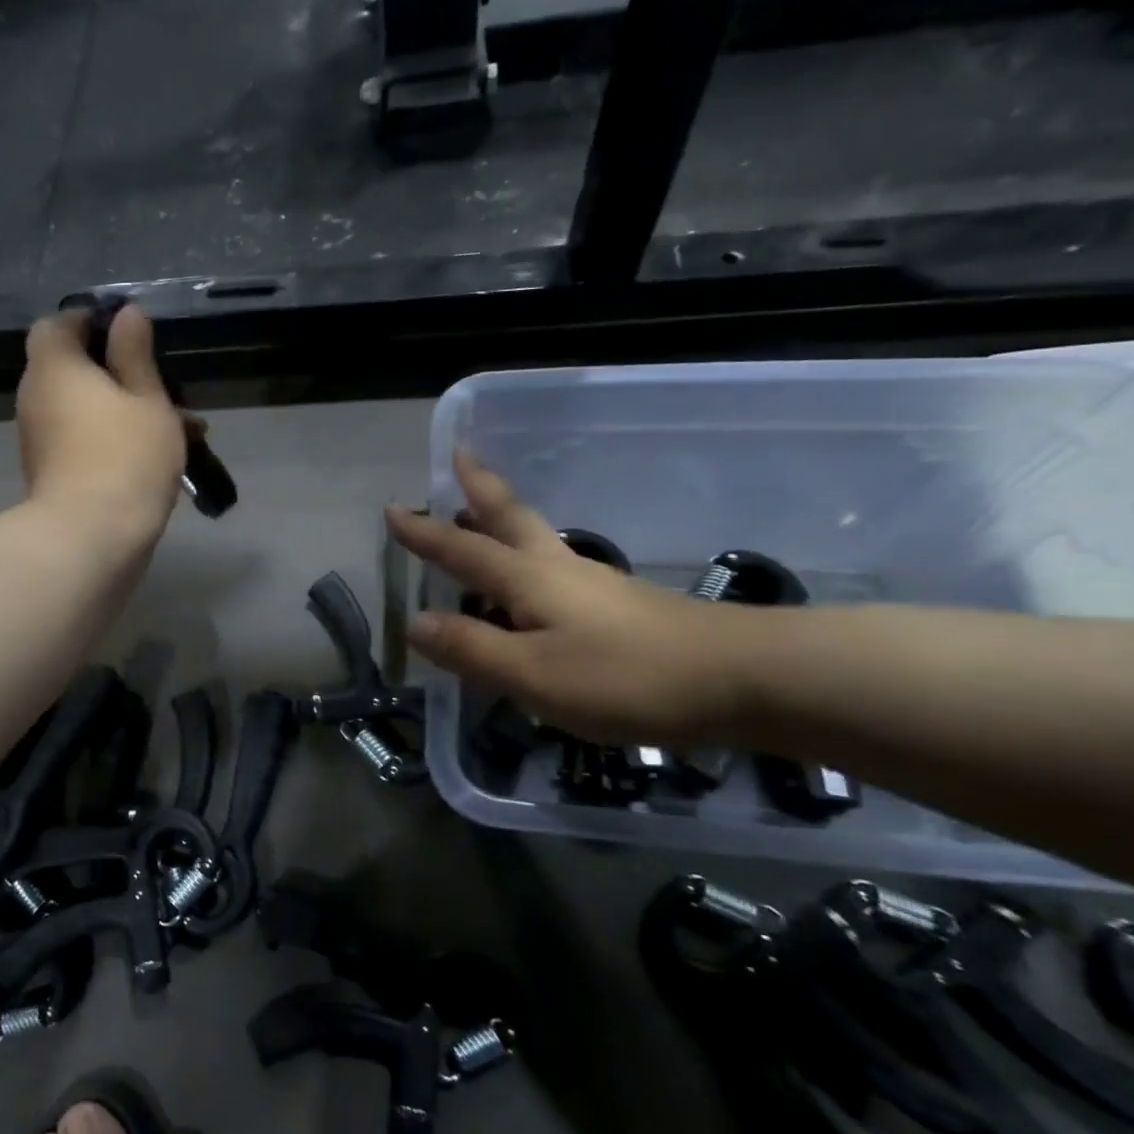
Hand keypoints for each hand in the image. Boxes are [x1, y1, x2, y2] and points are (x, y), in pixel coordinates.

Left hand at [17, 305, 188, 547]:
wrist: (91, 538)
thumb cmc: (125, 456)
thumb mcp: (146, 398)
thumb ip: (135, 354)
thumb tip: (126, 314)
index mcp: (55, 368)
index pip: (56, 325)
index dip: (90, 322)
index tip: (129, 333)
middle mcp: (37, 398)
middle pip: (73, 369)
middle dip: (120, 373)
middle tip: (166, 386)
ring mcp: (41, 440)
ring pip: (85, 409)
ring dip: (126, 410)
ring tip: (183, 426)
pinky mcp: (52, 473)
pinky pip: (84, 440)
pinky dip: (114, 439)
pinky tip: (161, 456)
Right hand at [386, 452, 755, 745]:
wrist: (740, 678)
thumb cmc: (623, 676)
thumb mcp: (532, 673)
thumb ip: (471, 648)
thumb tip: (415, 622)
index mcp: (527, 579)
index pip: (461, 549)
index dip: (424, 533)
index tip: (393, 509)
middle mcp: (555, 568)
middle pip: (509, 517)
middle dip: (478, 488)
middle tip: (459, 456)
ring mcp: (591, 583)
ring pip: (533, 538)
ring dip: (499, 517)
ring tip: (476, 512)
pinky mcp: (617, 605)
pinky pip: (553, 567)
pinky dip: (526, 555)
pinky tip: (530, 579)